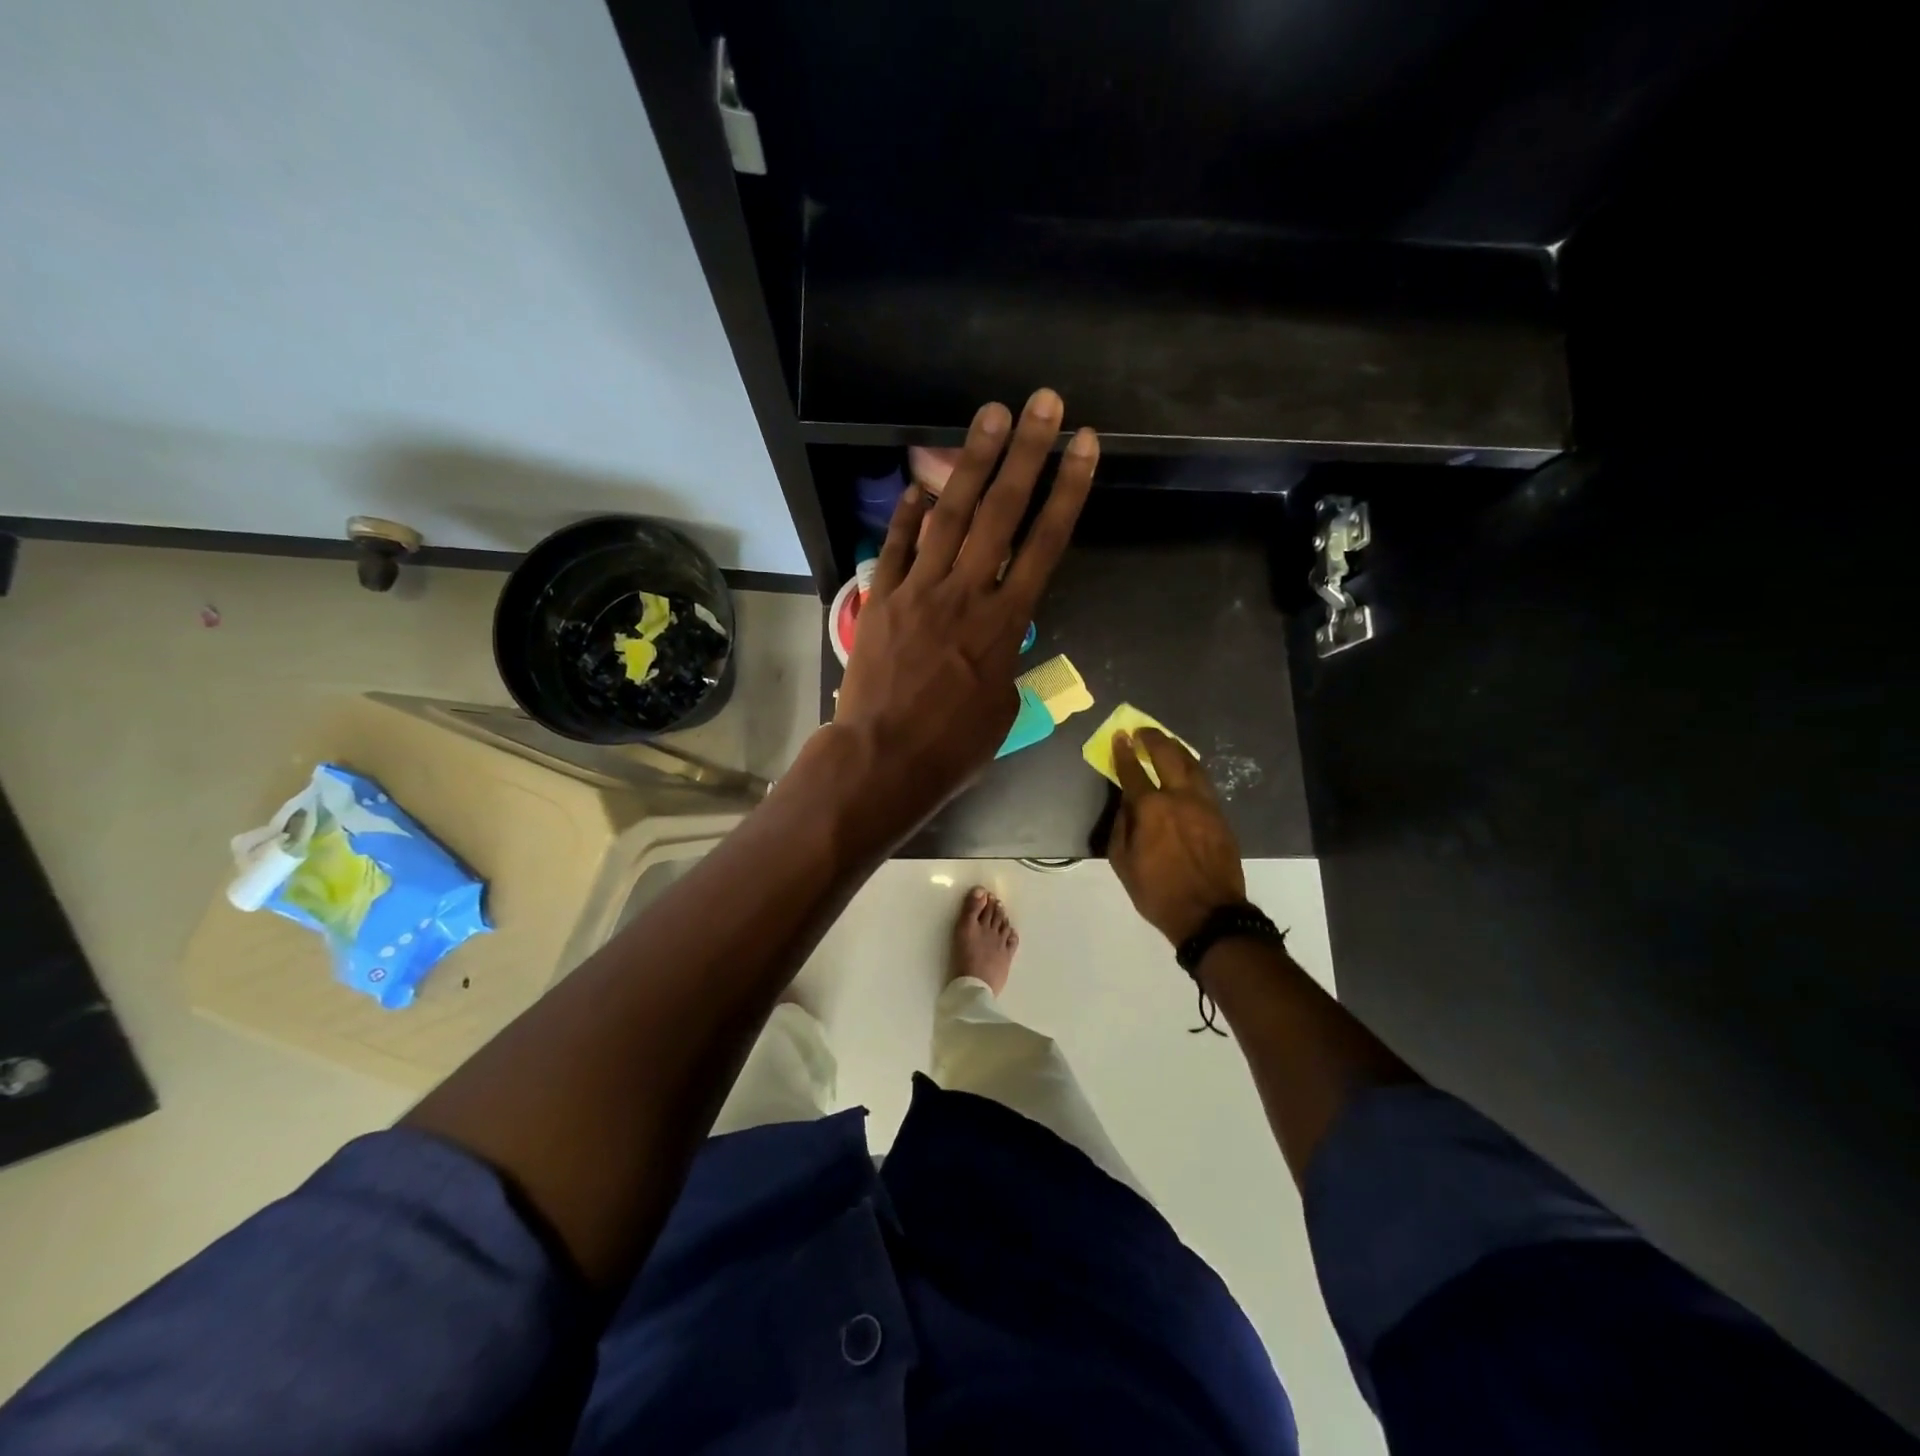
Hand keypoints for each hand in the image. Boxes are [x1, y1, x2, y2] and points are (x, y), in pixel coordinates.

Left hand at [831, 388, 1098, 848]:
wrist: (883, 760)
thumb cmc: (953, 747)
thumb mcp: (1002, 707)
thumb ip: (1006, 659)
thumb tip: (1000, 636)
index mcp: (1005, 624)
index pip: (1045, 543)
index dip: (1068, 491)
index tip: (1085, 447)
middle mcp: (966, 593)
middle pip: (1001, 511)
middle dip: (1027, 453)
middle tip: (1043, 404)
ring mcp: (919, 591)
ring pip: (950, 515)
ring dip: (972, 461)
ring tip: (991, 415)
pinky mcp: (882, 598)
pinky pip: (898, 546)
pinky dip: (909, 515)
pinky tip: (920, 484)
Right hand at [1108, 728, 1246, 944]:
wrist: (1210, 914)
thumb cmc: (1158, 892)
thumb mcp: (1123, 863)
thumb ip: (1121, 826)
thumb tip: (1125, 804)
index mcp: (1151, 808)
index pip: (1133, 771)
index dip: (1124, 752)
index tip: (1120, 736)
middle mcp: (1179, 797)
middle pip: (1167, 755)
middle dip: (1153, 739)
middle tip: (1142, 731)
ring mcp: (1205, 804)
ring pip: (1192, 764)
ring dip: (1176, 749)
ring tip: (1166, 742)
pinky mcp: (1221, 815)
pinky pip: (1204, 782)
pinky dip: (1191, 768)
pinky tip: (1186, 769)